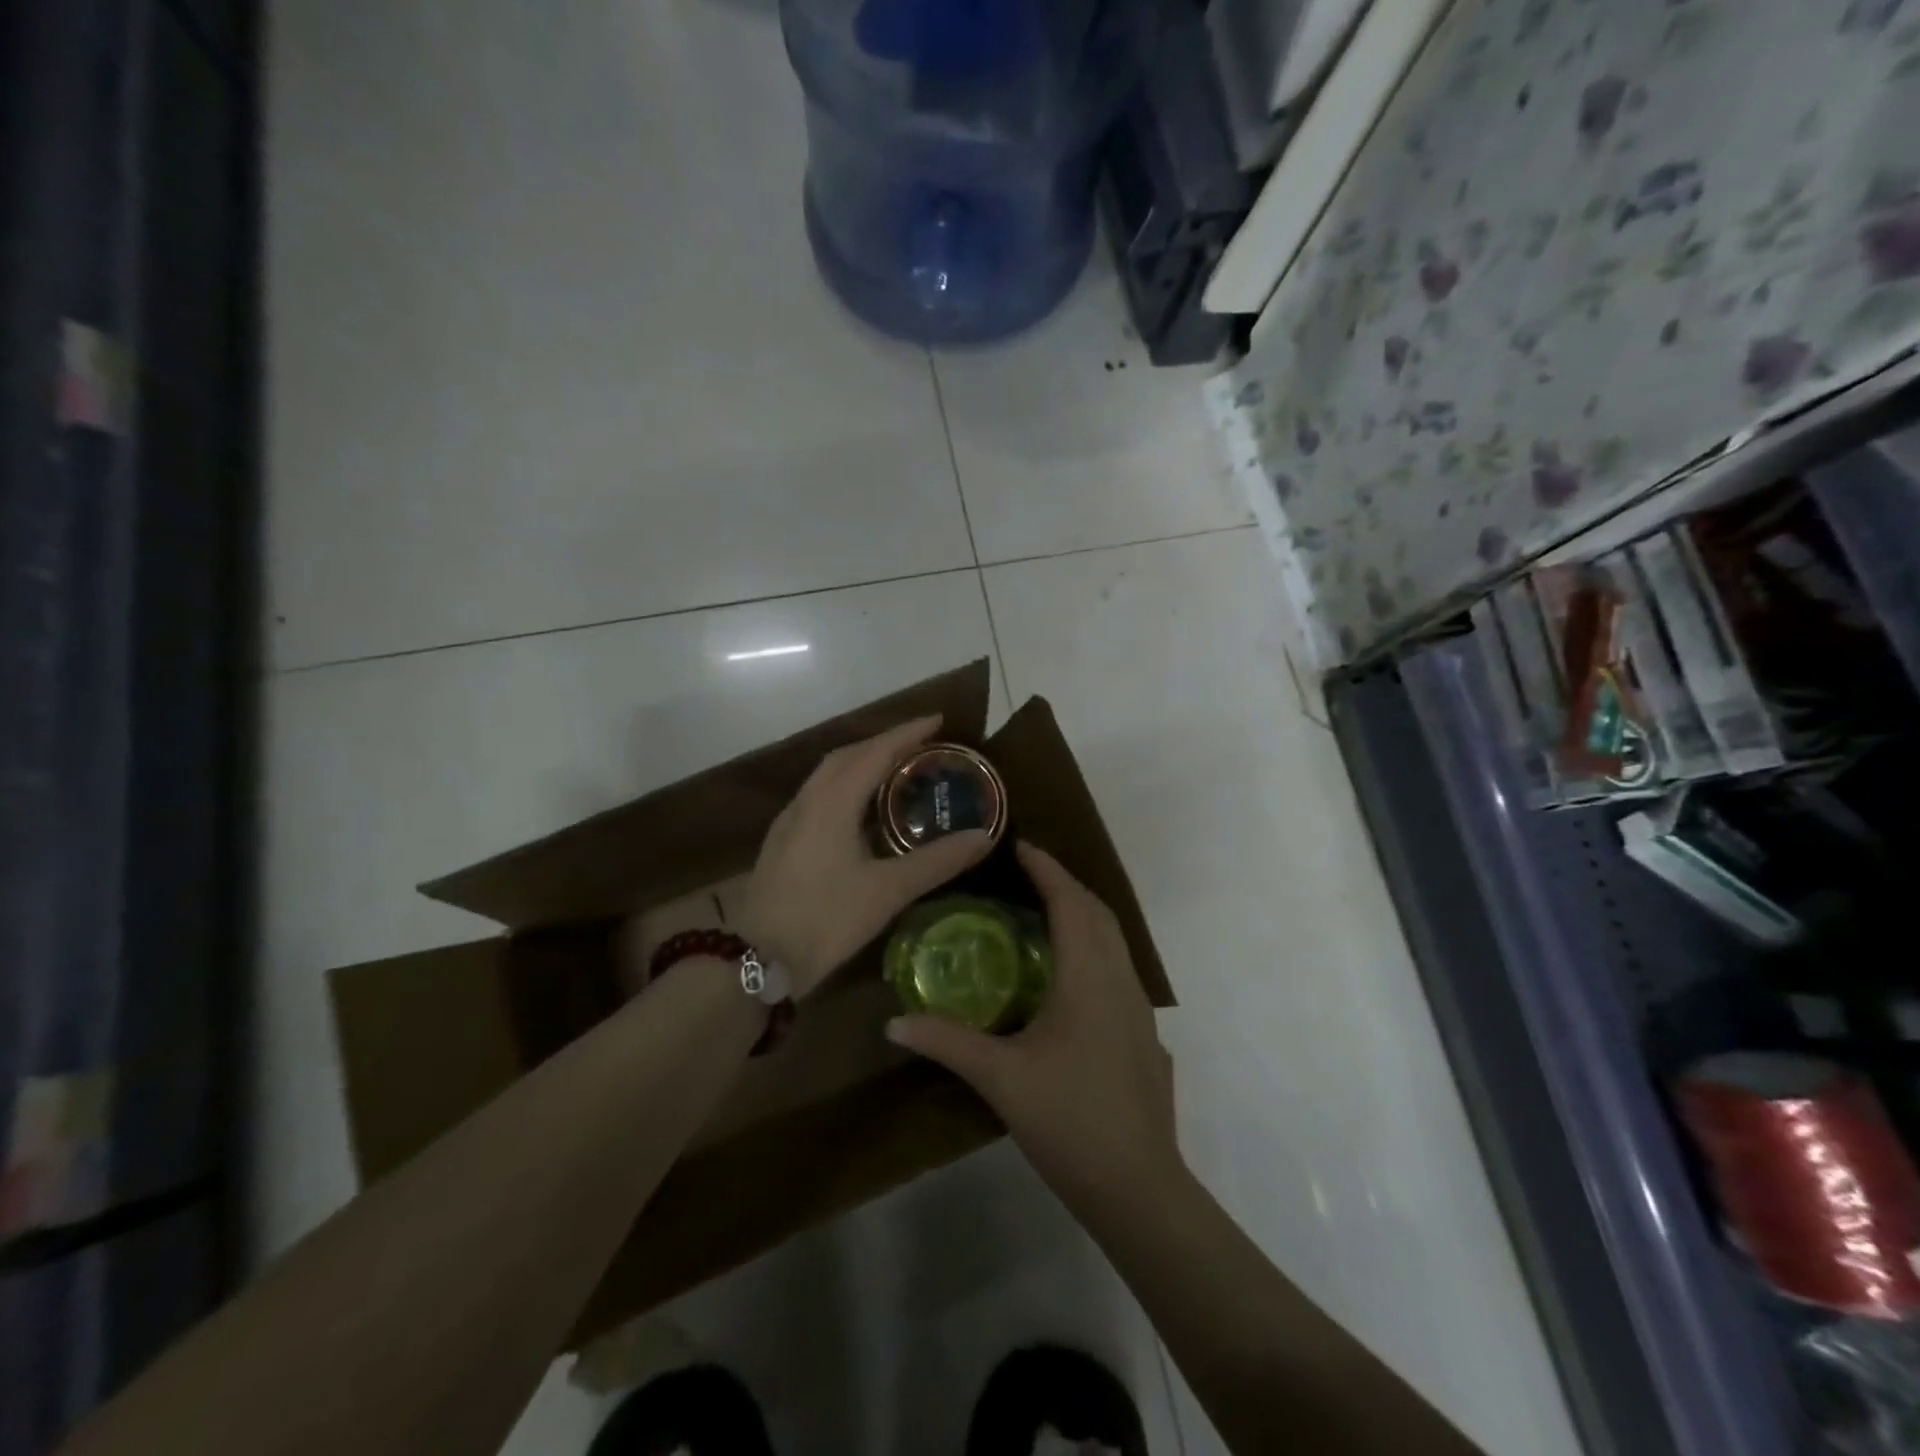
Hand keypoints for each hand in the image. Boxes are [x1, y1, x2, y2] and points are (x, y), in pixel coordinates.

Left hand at [733, 715, 993, 997]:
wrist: (756, 960)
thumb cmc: (824, 919)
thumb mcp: (887, 891)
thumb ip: (937, 862)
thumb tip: (983, 837)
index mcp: (832, 802)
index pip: (875, 752)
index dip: (908, 733)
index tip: (938, 720)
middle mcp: (807, 801)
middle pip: (847, 756)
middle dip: (884, 743)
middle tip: (920, 745)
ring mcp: (790, 821)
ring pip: (828, 775)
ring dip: (861, 763)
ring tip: (896, 770)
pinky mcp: (782, 842)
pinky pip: (818, 796)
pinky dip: (845, 787)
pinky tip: (861, 811)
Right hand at [886, 842, 1181, 1215]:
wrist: (1138, 1186)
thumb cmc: (1069, 1120)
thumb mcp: (1000, 1078)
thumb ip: (947, 1043)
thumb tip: (894, 1024)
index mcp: (1087, 978)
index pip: (1070, 903)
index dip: (1048, 870)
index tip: (1022, 846)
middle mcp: (1120, 981)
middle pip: (1098, 913)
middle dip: (1066, 885)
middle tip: (1028, 875)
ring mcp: (1140, 1008)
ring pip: (1115, 941)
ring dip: (1084, 915)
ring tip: (1046, 914)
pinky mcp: (1145, 1034)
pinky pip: (1120, 968)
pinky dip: (1095, 948)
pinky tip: (1071, 975)